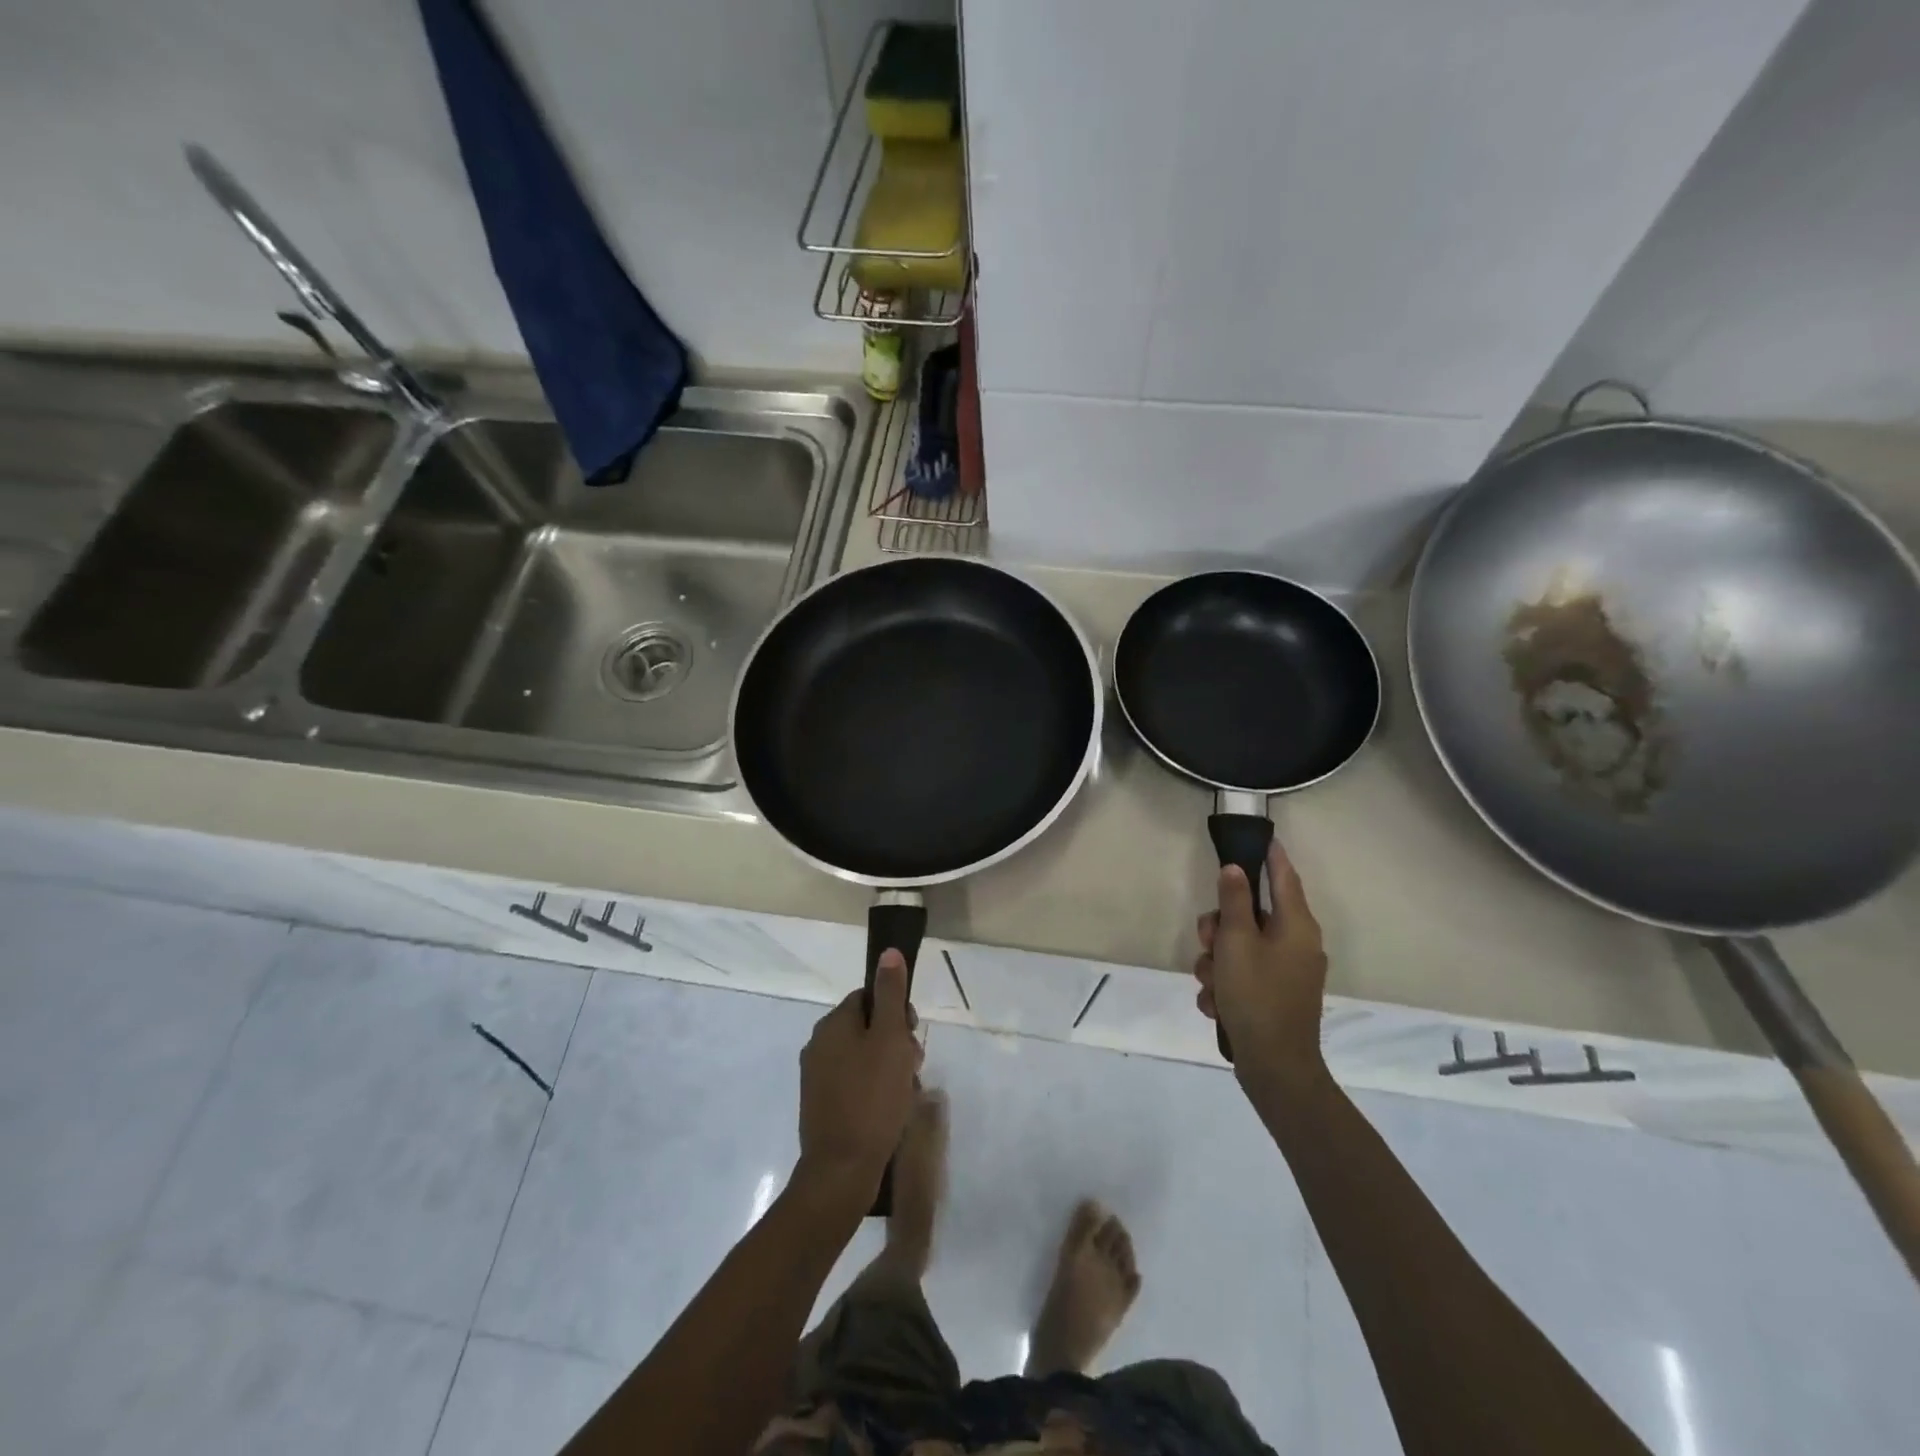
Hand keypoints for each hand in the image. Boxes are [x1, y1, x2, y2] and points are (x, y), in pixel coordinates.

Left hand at [796, 951, 922, 1196]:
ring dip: (889, 1069)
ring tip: (905, 1094)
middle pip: (867, 1028)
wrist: (841, 1171)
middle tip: (913, 1066)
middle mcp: (819, 1045)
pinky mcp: (822, 1107)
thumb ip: (891, 994)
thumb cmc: (872, 1097)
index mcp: (832, 1024)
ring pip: (864, 1058)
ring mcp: (817, 1078)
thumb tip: (888, 951)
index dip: (896, 1011)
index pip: (869, 998)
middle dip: (895, 1043)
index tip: (912, 1034)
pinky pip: (855, 1084)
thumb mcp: (890, 1039)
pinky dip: (875, 1091)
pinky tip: (891, 1111)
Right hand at [1194, 843, 1328, 1086]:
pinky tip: (1216, 1004)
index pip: (1284, 876)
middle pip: (1251, 915)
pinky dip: (1226, 985)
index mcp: (1296, 926)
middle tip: (1206, 942)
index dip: (1271, 855)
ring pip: (1240, 947)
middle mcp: (1297, 944)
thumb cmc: (1256, 996)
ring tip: (1209, 985)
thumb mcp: (1236, 942)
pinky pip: (1244, 975)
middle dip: (1220, 928)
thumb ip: (1234, 901)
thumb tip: (1236, 869)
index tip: (1259, 836)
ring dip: (1216, 962)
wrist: (1275, 1068)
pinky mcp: (1276, 996)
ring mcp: (1288, 972)